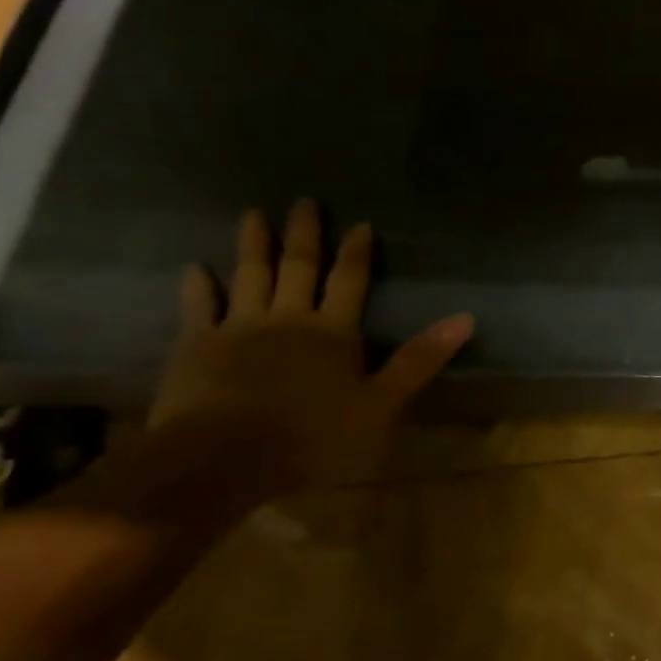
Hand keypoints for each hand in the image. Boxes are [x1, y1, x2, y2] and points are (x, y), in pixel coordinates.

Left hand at [145, 199, 472, 504]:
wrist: (223, 460)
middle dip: (304, 234)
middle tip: (303, 200)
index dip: (356, 252)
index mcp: (333, 332)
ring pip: (250, 277)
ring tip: (253, 214)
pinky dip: (197, 288)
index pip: (349, 281)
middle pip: (298, 268)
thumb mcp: (381, 406)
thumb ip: (419, 360)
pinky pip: (198, 310)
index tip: (360, 223)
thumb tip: (466, 318)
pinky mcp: (196, 348)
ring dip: (253, 246)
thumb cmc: (312, 439)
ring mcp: (238, 329)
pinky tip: (194, 269)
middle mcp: (288, 319)